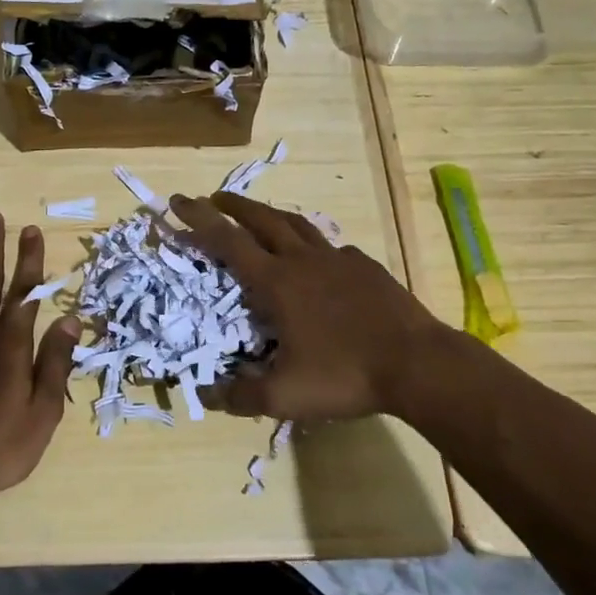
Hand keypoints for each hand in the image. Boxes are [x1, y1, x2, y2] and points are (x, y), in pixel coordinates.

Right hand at [170, 192, 458, 421]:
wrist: (417, 363)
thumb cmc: (345, 374)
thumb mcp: (285, 396)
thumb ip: (240, 396)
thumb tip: (206, 393)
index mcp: (277, 283)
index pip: (228, 242)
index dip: (199, 220)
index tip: (178, 201)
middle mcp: (303, 261)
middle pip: (261, 220)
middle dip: (232, 206)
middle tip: (212, 198)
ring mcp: (338, 259)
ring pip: (296, 224)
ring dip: (270, 214)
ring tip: (257, 213)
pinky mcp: (365, 267)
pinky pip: (331, 247)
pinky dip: (313, 244)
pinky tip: (318, 257)